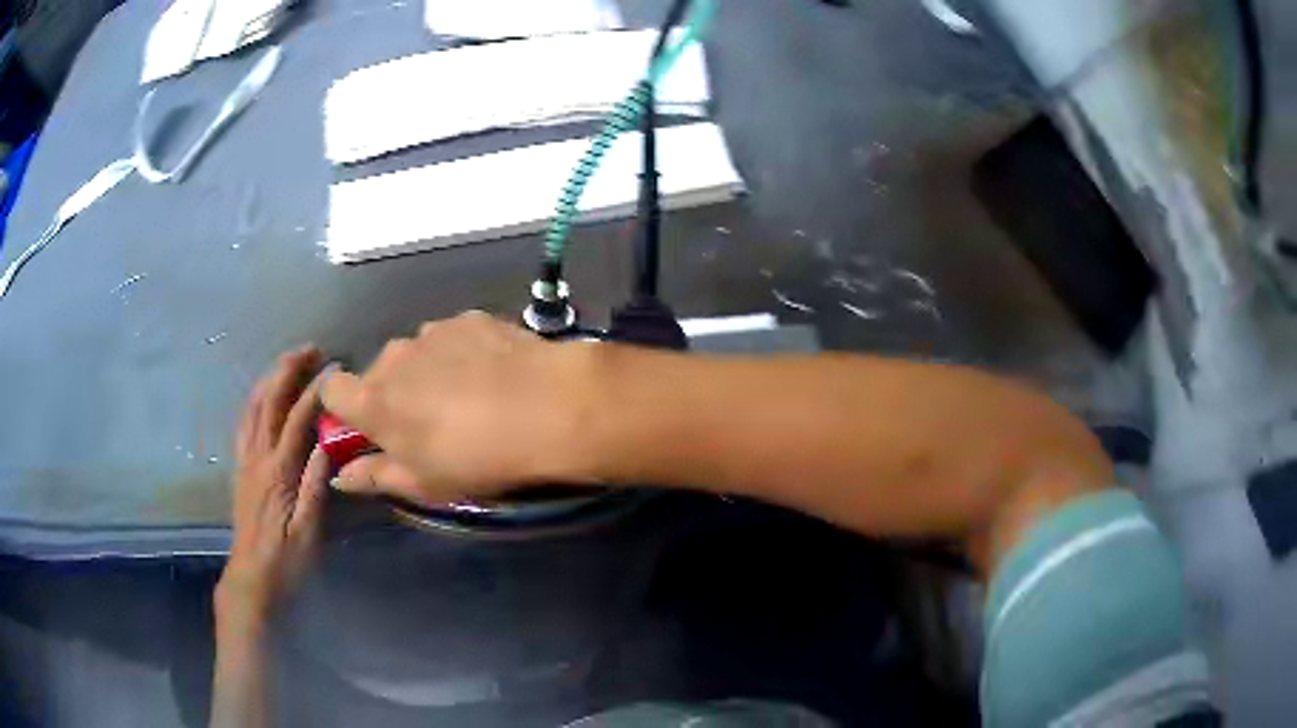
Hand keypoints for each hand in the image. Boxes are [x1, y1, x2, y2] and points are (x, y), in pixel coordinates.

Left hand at [218, 346, 330, 630]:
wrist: (251, 578)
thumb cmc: (286, 561)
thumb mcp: (308, 532)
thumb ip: (315, 487)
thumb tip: (327, 445)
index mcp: (277, 474)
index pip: (296, 421)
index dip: (314, 392)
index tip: (335, 369)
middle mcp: (257, 459)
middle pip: (268, 402)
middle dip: (288, 370)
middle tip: (311, 349)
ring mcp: (245, 461)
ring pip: (252, 407)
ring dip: (270, 378)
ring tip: (290, 362)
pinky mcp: (240, 468)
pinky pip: (244, 422)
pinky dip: (255, 399)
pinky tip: (264, 394)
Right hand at [321, 312, 597, 506]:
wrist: (548, 408)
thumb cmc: (477, 458)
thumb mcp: (424, 483)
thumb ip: (375, 476)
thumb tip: (341, 476)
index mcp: (374, 400)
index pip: (333, 390)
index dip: (345, 408)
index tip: (368, 427)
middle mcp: (395, 357)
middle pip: (378, 373)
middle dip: (393, 394)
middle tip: (429, 423)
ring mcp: (433, 332)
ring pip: (416, 353)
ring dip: (427, 371)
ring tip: (468, 397)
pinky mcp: (470, 318)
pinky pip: (451, 337)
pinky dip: (461, 353)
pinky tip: (493, 374)